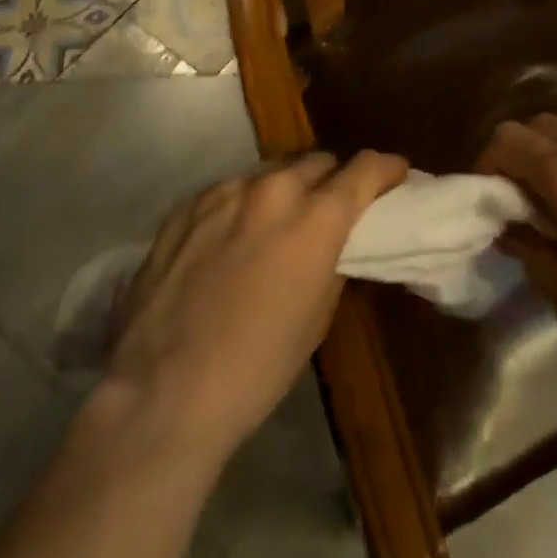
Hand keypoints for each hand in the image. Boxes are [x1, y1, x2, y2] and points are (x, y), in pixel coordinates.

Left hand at [101, 150, 406, 461]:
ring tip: (274, 226)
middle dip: (332, 180)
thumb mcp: (316, 318)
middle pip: (318, 162)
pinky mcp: (187, 206)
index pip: (365, 169)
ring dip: (284, 192)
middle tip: (330, 207)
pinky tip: (229, 242)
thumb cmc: (255, 370)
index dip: (386, 169)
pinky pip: (229, 192)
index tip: (395, 173)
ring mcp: (225, 192)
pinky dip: (241, 207)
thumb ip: (332, 260)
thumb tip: (335, 240)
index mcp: (315, 218)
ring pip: (271, 173)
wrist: (161, 395)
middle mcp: (273, 190)